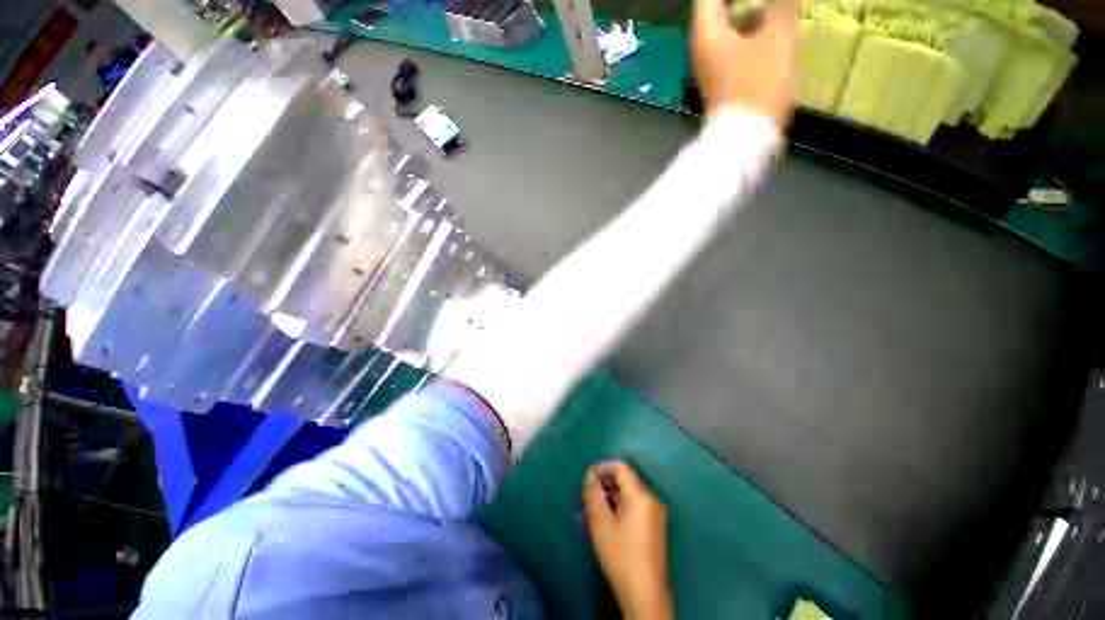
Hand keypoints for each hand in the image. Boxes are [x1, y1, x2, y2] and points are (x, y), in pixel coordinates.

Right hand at [583, 461, 672, 619]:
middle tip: (583, 499)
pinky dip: (614, 511)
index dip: (601, 468)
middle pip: (623, 481)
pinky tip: (598, 524)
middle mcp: (651, 500)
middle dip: (601, 487)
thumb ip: (593, 494)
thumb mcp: (601, 524)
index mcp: (642, 496)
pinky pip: (631, 509)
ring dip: (605, 501)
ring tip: (585, 514)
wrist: (645, 596)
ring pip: (625, 496)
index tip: (585, 481)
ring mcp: (653, 515)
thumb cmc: (621, 556)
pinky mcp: (652, 528)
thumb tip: (589, 475)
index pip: (621, 467)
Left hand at [692, 0, 797, 126]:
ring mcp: (710, 66)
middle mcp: (701, 48)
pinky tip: (773, 28)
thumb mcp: (778, 37)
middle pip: (718, 8)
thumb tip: (778, 2)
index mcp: (706, 32)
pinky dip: (751, 32)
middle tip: (771, 3)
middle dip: (742, 1)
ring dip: (751, 13)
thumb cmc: (759, 85)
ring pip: (728, 27)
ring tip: (775, 9)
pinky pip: (734, 45)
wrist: (744, 139)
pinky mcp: (720, 80)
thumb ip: (780, 5)